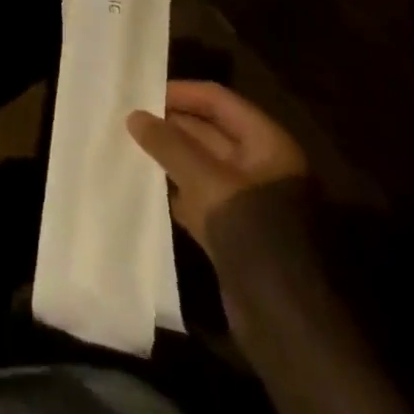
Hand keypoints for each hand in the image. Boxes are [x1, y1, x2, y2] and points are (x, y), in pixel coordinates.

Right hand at [127, 81, 307, 259]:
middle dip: (170, 125)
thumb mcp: (206, 180)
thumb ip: (168, 144)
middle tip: (127, 121)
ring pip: (201, 165)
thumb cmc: (252, 231)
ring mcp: (248, 200)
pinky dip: (174, 189)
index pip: (218, 101)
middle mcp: (260, 166)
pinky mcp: (234, 231)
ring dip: (168, 157)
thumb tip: (134, 115)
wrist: (286, 319)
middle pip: (209, 131)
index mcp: (267, 144)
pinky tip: (144, 186)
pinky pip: (199, 196)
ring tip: (128, 147)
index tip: (141, 95)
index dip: (181, 94)